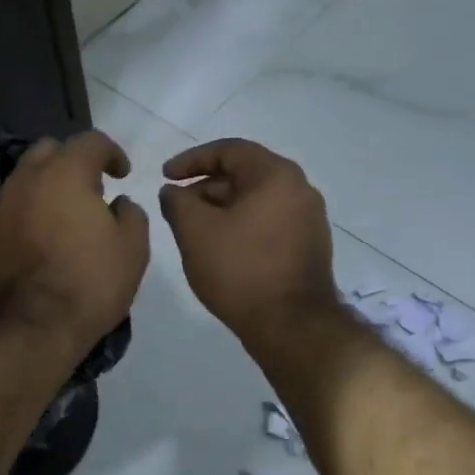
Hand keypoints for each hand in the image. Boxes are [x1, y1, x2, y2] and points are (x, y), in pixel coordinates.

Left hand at [0, 130, 150, 355]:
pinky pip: (14, 206)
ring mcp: (2, 205)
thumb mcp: (133, 248)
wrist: (30, 327)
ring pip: (27, 178)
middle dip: (73, 161)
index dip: (112, 152)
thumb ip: (130, 213)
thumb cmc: (89, 282)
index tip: (122, 174)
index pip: (90, 141)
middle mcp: (27, 179)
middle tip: (92, 189)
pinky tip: (47, 236)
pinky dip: (32, 210)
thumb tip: (117, 203)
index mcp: (64, 172)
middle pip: (50, 151)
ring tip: (69, 215)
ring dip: (49, 186)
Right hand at [160, 139, 335, 340]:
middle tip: (178, 206)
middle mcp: (299, 189)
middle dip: (206, 187)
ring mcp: (309, 218)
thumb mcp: (195, 233)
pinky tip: (222, 248)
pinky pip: (269, 222)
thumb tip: (173, 191)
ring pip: (257, 200)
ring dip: (223, 208)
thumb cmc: (240, 270)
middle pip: (245, 174)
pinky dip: (243, 225)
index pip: (229, 150)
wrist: (290, 324)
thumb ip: (177, 203)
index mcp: (275, 175)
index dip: (191, 160)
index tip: (165, 176)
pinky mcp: (309, 245)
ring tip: (195, 230)